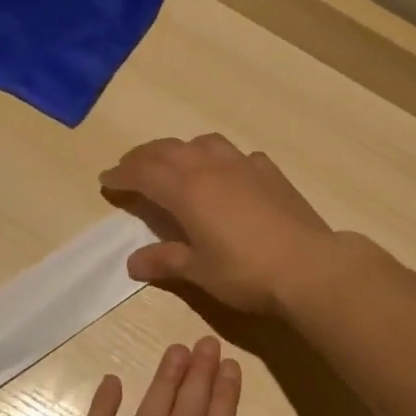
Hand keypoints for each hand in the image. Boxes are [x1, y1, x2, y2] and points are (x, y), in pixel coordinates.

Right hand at [100, 135, 333, 314]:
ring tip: (174, 164)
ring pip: (203, 143)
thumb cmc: (246, 272)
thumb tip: (133, 262)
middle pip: (169, 150)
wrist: (308, 266)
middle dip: (144, 157)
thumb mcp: (199, 271)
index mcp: (187, 190)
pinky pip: (236, 155)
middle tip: (129, 168)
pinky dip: (219, 159)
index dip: (122, 175)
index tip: (106, 180)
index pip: (144, 173)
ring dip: (181, 149)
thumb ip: (165, 261)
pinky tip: (226, 174)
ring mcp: (244, 165)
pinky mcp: (270, 172)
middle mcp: (212, 167)